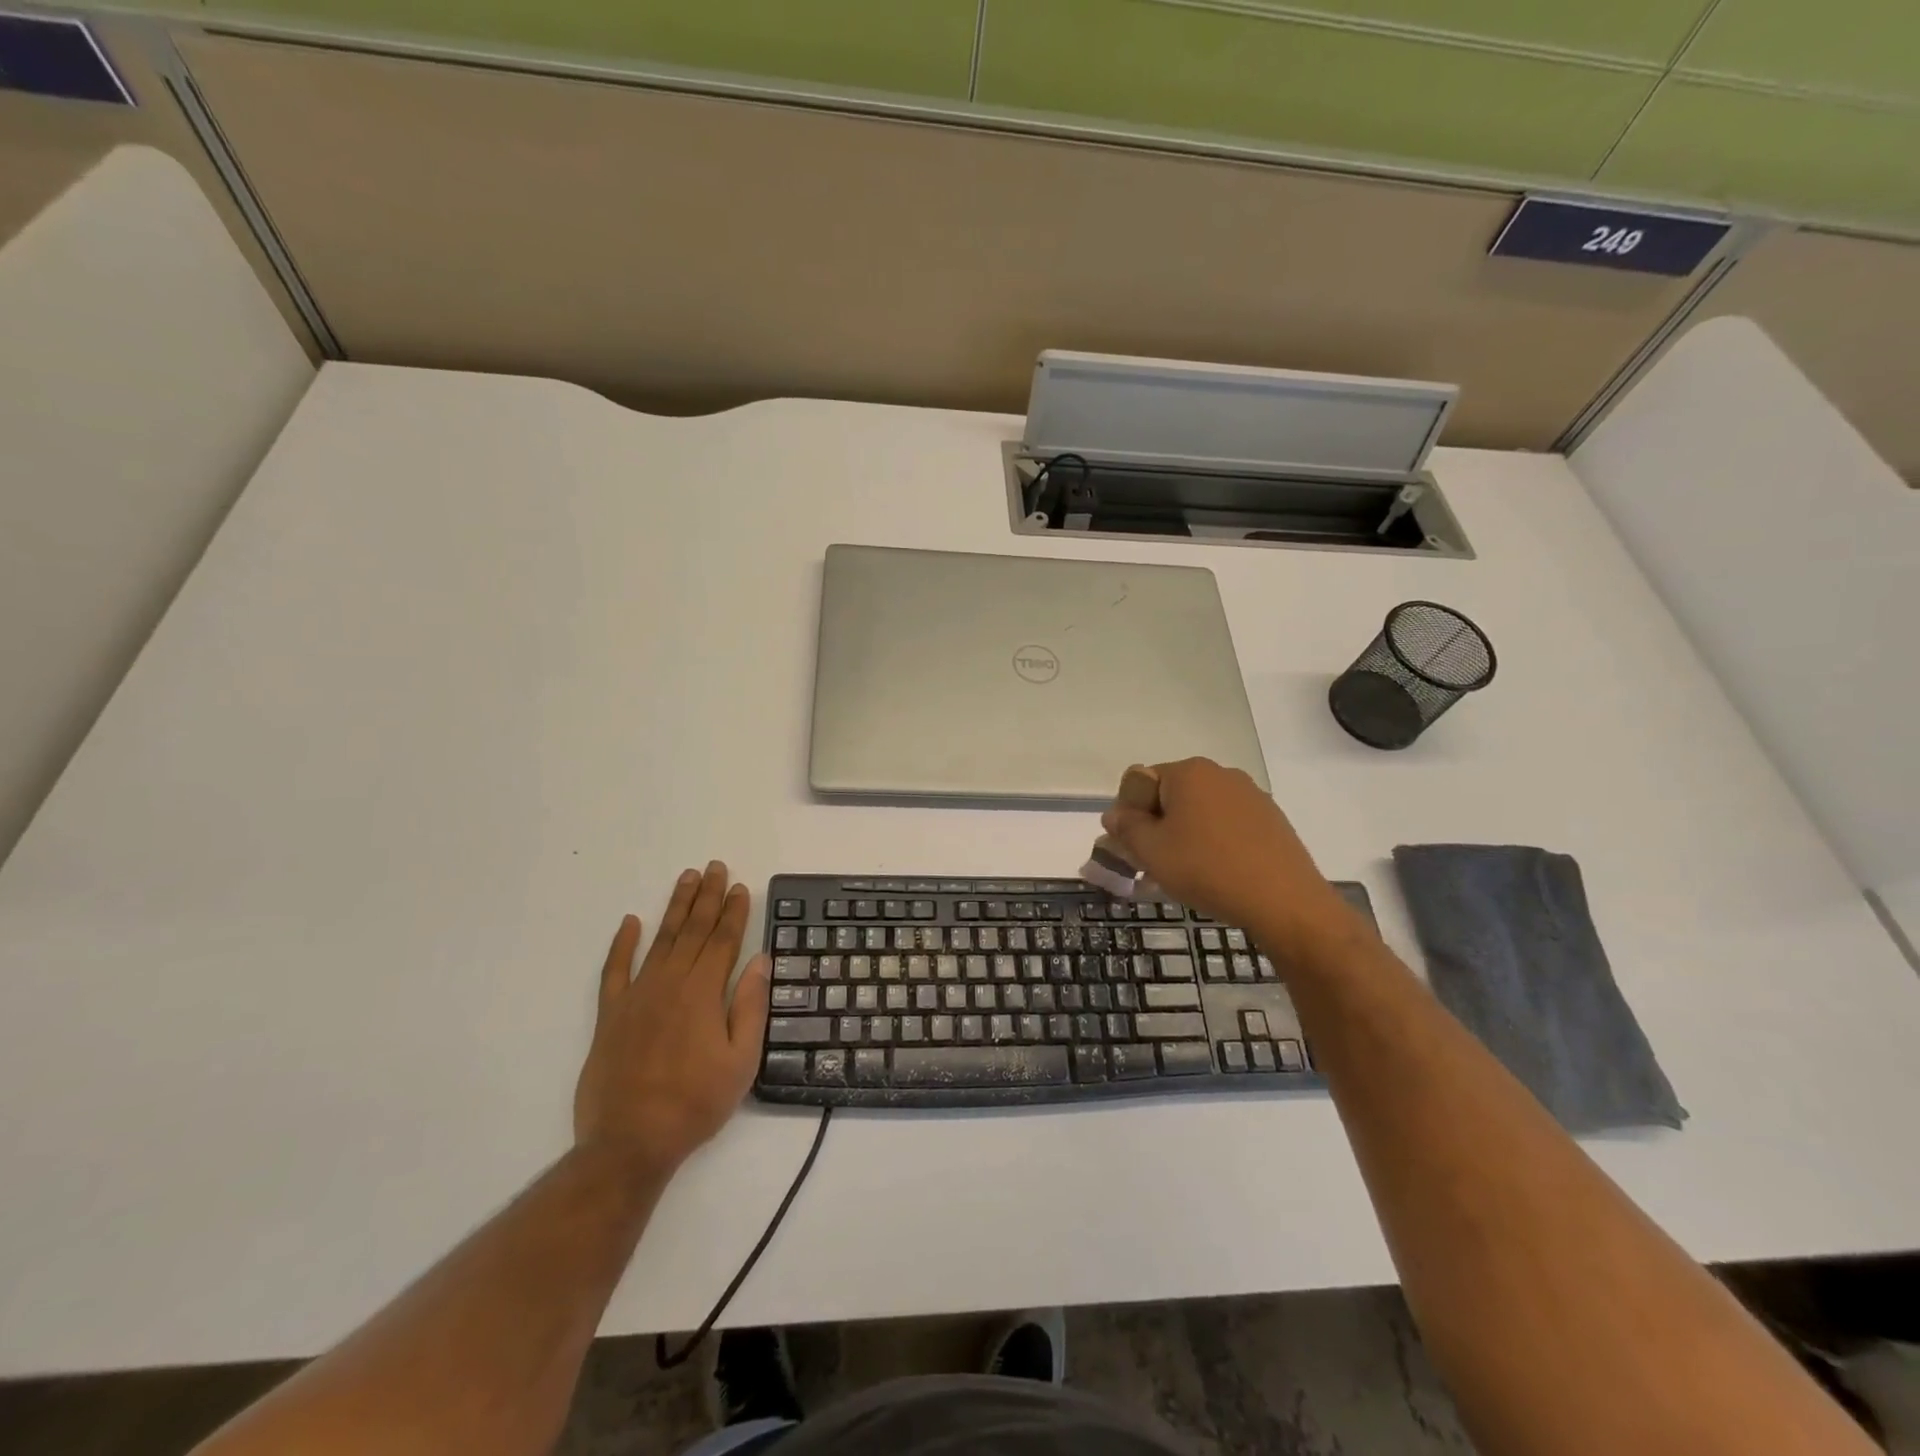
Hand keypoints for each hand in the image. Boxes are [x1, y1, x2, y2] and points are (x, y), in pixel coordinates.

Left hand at [572, 862, 769, 1173]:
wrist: (629, 1142)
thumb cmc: (695, 1103)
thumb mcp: (741, 1061)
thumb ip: (750, 1006)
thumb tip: (760, 960)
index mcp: (704, 993)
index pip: (724, 941)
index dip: (734, 912)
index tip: (741, 887)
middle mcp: (671, 983)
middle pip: (694, 931)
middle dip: (708, 897)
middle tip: (715, 868)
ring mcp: (637, 996)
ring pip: (661, 940)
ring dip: (675, 907)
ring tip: (686, 879)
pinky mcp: (610, 1014)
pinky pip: (614, 970)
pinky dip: (622, 944)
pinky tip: (630, 922)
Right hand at [1101, 758, 1352, 954]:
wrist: (1285, 902)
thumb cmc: (1207, 869)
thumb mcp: (1151, 851)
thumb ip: (1126, 827)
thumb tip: (1115, 814)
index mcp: (1188, 772)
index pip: (1140, 781)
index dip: (1128, 814)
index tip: (1131, 848)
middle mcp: (1220, 774)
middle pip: (1171, 796)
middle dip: (1155, 827)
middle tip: (1151, 866)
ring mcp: (1251, 796)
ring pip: (1199, 813)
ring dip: (1182, 837)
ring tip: (1181, 875)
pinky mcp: (1270, 821)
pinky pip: (1226, 826)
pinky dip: (1212, 844)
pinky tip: (1213, 875)